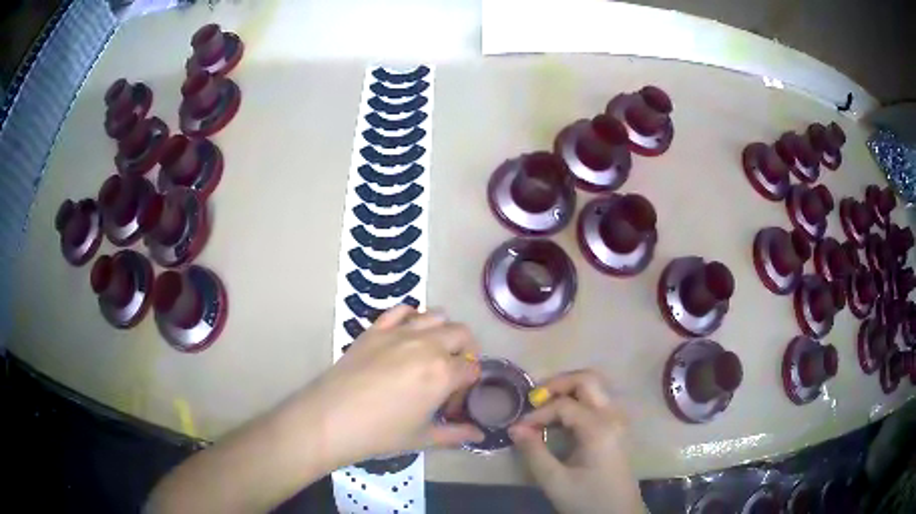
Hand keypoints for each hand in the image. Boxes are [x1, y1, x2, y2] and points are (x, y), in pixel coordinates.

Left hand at [294, 306, 484, 468]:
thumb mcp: (423, 438)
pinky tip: (408, 334)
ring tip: (432, 353)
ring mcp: (400, 332)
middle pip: (462, 334)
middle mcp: (428, 345)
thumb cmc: (381, 433)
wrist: (332, 419)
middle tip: (451, 374)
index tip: (451, 403)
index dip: (468, 386)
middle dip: (465, 352)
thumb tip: (479, 435)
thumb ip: (456, 434)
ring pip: (437, 316)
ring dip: (443, 331)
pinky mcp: (376, 328)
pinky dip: (412, 316)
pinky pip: (402, 310)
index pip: (472, 369)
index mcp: (444, 372)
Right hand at [509, 370, 645, 513]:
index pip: (564, 405)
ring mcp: (618, 420)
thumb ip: (534, 452)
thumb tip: (515, 428)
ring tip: (543, 406)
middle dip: (557, 384)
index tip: (518, 430)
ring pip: (594, 387)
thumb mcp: (555, 481)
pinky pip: (597, 401)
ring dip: (567, 390)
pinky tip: (559, 419)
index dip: (537, 414)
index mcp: (599, 429)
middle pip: (587, 379)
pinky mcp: (616, 428)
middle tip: (534, 399)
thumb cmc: (588, 500)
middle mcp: (613, 416)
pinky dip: (576, 401)